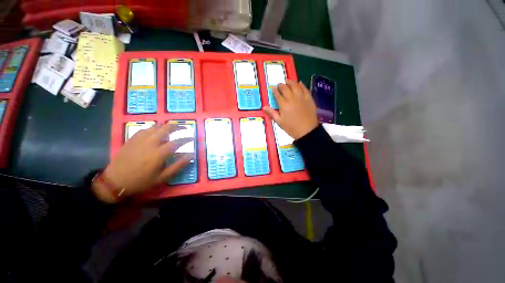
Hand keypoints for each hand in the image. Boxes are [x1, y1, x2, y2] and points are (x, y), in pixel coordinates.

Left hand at [92, 124, 192, 202]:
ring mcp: (140, 139)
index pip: (177, 142)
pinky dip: (153, 129)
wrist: (115, 181)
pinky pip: (145, 129)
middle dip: (177, 126)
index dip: (187, 139)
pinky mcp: (132, 139)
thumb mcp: (162, 177)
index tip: (192, 137)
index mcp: (159, 153)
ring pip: (156, 127)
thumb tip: (191, 156)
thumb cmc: (141, 181)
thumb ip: (178, 166)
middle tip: (184, 127)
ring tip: (171, 129)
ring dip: (166, 126)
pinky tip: (155, 133)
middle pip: (166, 129)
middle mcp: (151, 143)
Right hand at [263, 80, 318, 139]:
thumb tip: (263, 107)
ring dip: (290, 82)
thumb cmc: (291, 127)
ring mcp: (301, 97)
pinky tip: (299, 83)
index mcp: (284, 104)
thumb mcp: (279, 122)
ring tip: (288, 81)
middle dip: (281, 85)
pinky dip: (301, 85)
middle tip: (279, 85)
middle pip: (286, 88)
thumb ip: (272, 113)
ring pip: (295, 86)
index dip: (275, 90)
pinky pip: (305, 88)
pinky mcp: (309, 98)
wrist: (307, 131)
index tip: (273, 88)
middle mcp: (292, 98)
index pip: (278, 95)